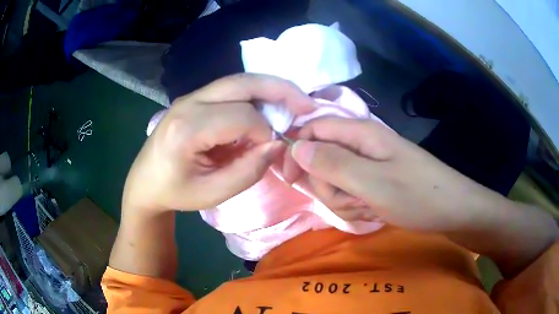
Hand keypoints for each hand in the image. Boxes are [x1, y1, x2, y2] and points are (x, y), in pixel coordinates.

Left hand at [123, 74, 314, 213]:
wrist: (145, 182)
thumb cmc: (176, 192)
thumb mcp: (213, 193)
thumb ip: (249, 170)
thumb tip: (278, 142)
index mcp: (187, 129)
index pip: (242, 116)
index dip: (265, 131)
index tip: (270, 150)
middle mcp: (188, 102)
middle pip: (243, 83)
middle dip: (280, 90)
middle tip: (306, 103)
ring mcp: (189, 96)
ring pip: (239, 80)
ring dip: (270, 89)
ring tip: (294, 101)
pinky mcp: (193, 97)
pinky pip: (230, 88)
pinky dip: (255, 94)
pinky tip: (267, 106)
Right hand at [284, 117, 507, 230]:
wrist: (453, 211)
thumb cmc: (418, 195)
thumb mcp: (373, 183)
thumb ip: (332, 164)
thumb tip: (295, 147)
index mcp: (360, 133)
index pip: (312, 129)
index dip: (296, 150)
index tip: (291, 178)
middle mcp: (361, 144)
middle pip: (321, 159)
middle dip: (328, 186)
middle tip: (352, 199)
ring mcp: (369, 164)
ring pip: (334, 180)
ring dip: (344, 200)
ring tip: (368, 207)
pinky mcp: (375, 181)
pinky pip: (350, 192)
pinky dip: (356, 206)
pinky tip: (374, 211)